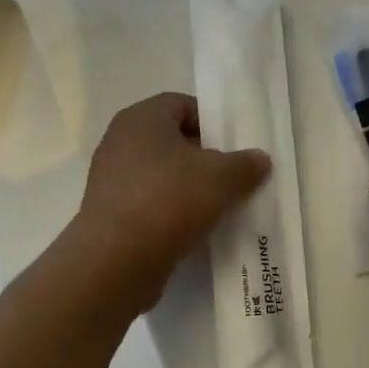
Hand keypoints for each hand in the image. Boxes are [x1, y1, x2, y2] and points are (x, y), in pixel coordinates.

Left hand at [62, 92, 271, 314]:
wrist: (116, 262)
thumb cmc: (169, 201)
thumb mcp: (222, 178)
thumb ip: (245, 165)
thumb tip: (259, 159)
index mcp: (141, 118)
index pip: (182, 105)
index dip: (212, 123)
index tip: (234, 148)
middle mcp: (120, 141)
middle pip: (171, 140)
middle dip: (203, 158)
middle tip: (231, 178)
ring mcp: (109, 178)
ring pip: (160, 174)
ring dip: (187, 187)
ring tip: (216, 207)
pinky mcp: (108, 213)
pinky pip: (148, 202)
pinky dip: (169, 211)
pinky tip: (191, 230)